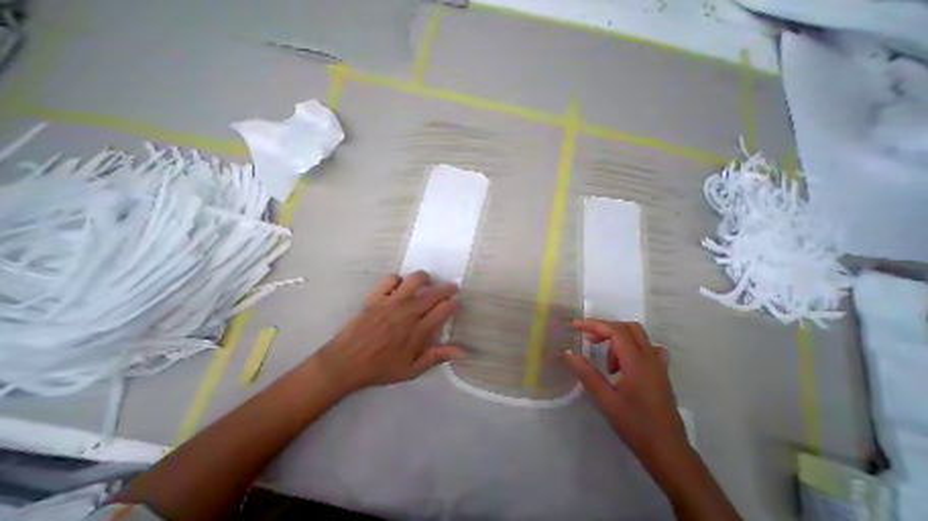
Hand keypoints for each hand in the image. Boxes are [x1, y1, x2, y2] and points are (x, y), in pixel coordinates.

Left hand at [317, 273, 463, 393]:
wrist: (345, 363)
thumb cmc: (380, 368)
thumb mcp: (412, 370)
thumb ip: (437, 357)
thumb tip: (463, 351)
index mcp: (418, 331)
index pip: (444, 309)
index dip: (454, 305)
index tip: (454, 306)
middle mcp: (408, 313)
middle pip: (434, 293)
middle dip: (448, 288)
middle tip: (451, 288)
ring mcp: (391, 302)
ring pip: (415, 279)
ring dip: (426, 279)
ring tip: (427, 284)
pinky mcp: (376, 297)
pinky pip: (391, 279)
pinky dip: (399, 280)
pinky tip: (400, 288)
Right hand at [561, 321, 684, 458]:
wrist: (669, 454)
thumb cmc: (636, 426)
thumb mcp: (606, 400)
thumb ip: (587, 373)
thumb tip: (569, 353)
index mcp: (637, 362)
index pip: (615, 331)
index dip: (593, 324)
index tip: (575, 326)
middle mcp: (650, 359)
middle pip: (628, 328)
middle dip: (605, 328)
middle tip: (589, 340)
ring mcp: (659, 366)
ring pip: (639, 337)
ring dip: (618, 339)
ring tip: (606, 362)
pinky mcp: (661, 375)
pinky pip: (648, 350)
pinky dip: (632, 348)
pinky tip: (624, 364)